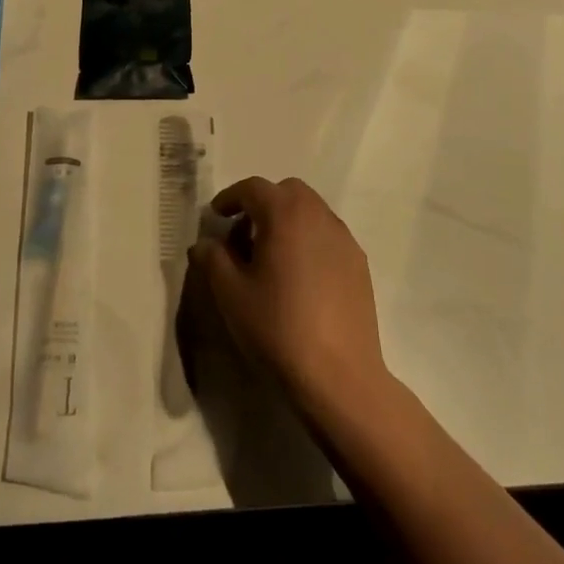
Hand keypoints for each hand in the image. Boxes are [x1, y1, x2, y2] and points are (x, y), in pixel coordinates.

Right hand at [190, 177, 390, 418]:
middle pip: (287, 192)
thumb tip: (205, 244)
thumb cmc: (277, 327)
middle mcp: (318, 216)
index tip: (216, 216)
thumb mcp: (230, 293)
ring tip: (271, 257)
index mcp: (285, 214)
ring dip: (288, 221)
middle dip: (262, 204)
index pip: (253, 188)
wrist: (338, 374)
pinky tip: (300, 277)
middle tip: (244, 235)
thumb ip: (213, 259)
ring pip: (311, 212)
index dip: (230, 198)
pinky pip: (328, 236)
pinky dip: (309, 240)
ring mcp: (344, 239)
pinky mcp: (359, 264)